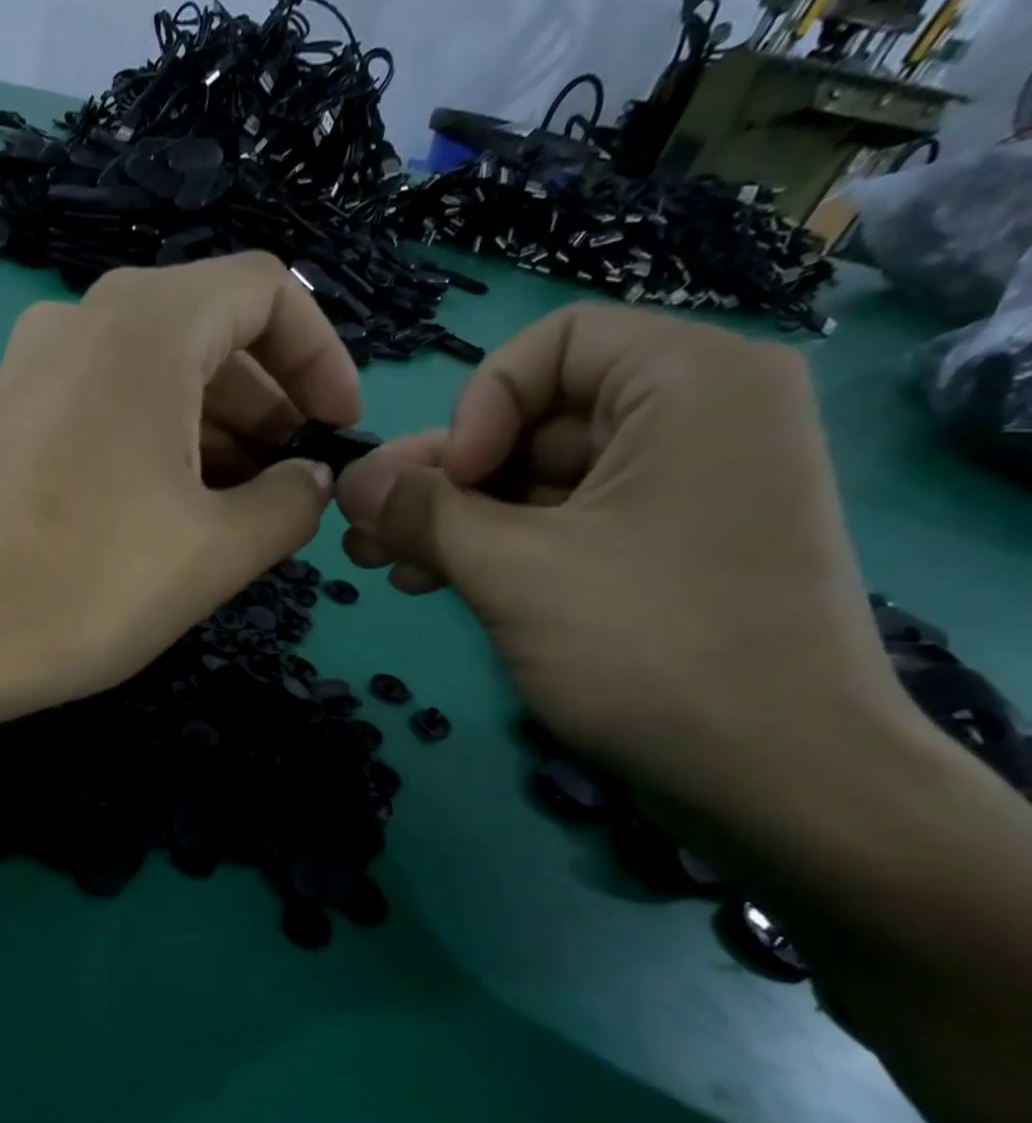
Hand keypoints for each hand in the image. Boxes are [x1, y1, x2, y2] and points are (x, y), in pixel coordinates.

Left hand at [0, 253, 357, 711]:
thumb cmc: (87, 585)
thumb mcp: (217, 550)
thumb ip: (290, 503)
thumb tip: (309, 479)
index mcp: (146, 324)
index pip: (267, 292)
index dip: (320, 357)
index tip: (335, 431)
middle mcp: (83, 321)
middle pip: (208, 334)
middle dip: (266, 408)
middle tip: (288, 489)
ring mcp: (34, 368)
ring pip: (154, 376)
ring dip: (211, 434)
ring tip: (236, 515)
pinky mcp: (7, 419)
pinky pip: (104, 408)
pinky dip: (154, 445)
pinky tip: (168, 515)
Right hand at [335, 304, 908, 814]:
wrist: (775, 777)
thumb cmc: (649, 647)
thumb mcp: (514, 571)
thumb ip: (422, 513)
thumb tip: (346, 477)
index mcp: (689, 385)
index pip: (553, 345)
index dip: (479, 407)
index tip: (448, 483)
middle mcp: (691, 421)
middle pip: (533, 419)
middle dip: (439, 478)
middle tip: (363, 528)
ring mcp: (674, 492)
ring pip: (533, 481)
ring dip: (449, 519)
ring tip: (377, 561)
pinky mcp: (655, 550)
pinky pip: (556, 525)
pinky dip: (491, 547)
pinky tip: (427, 580)